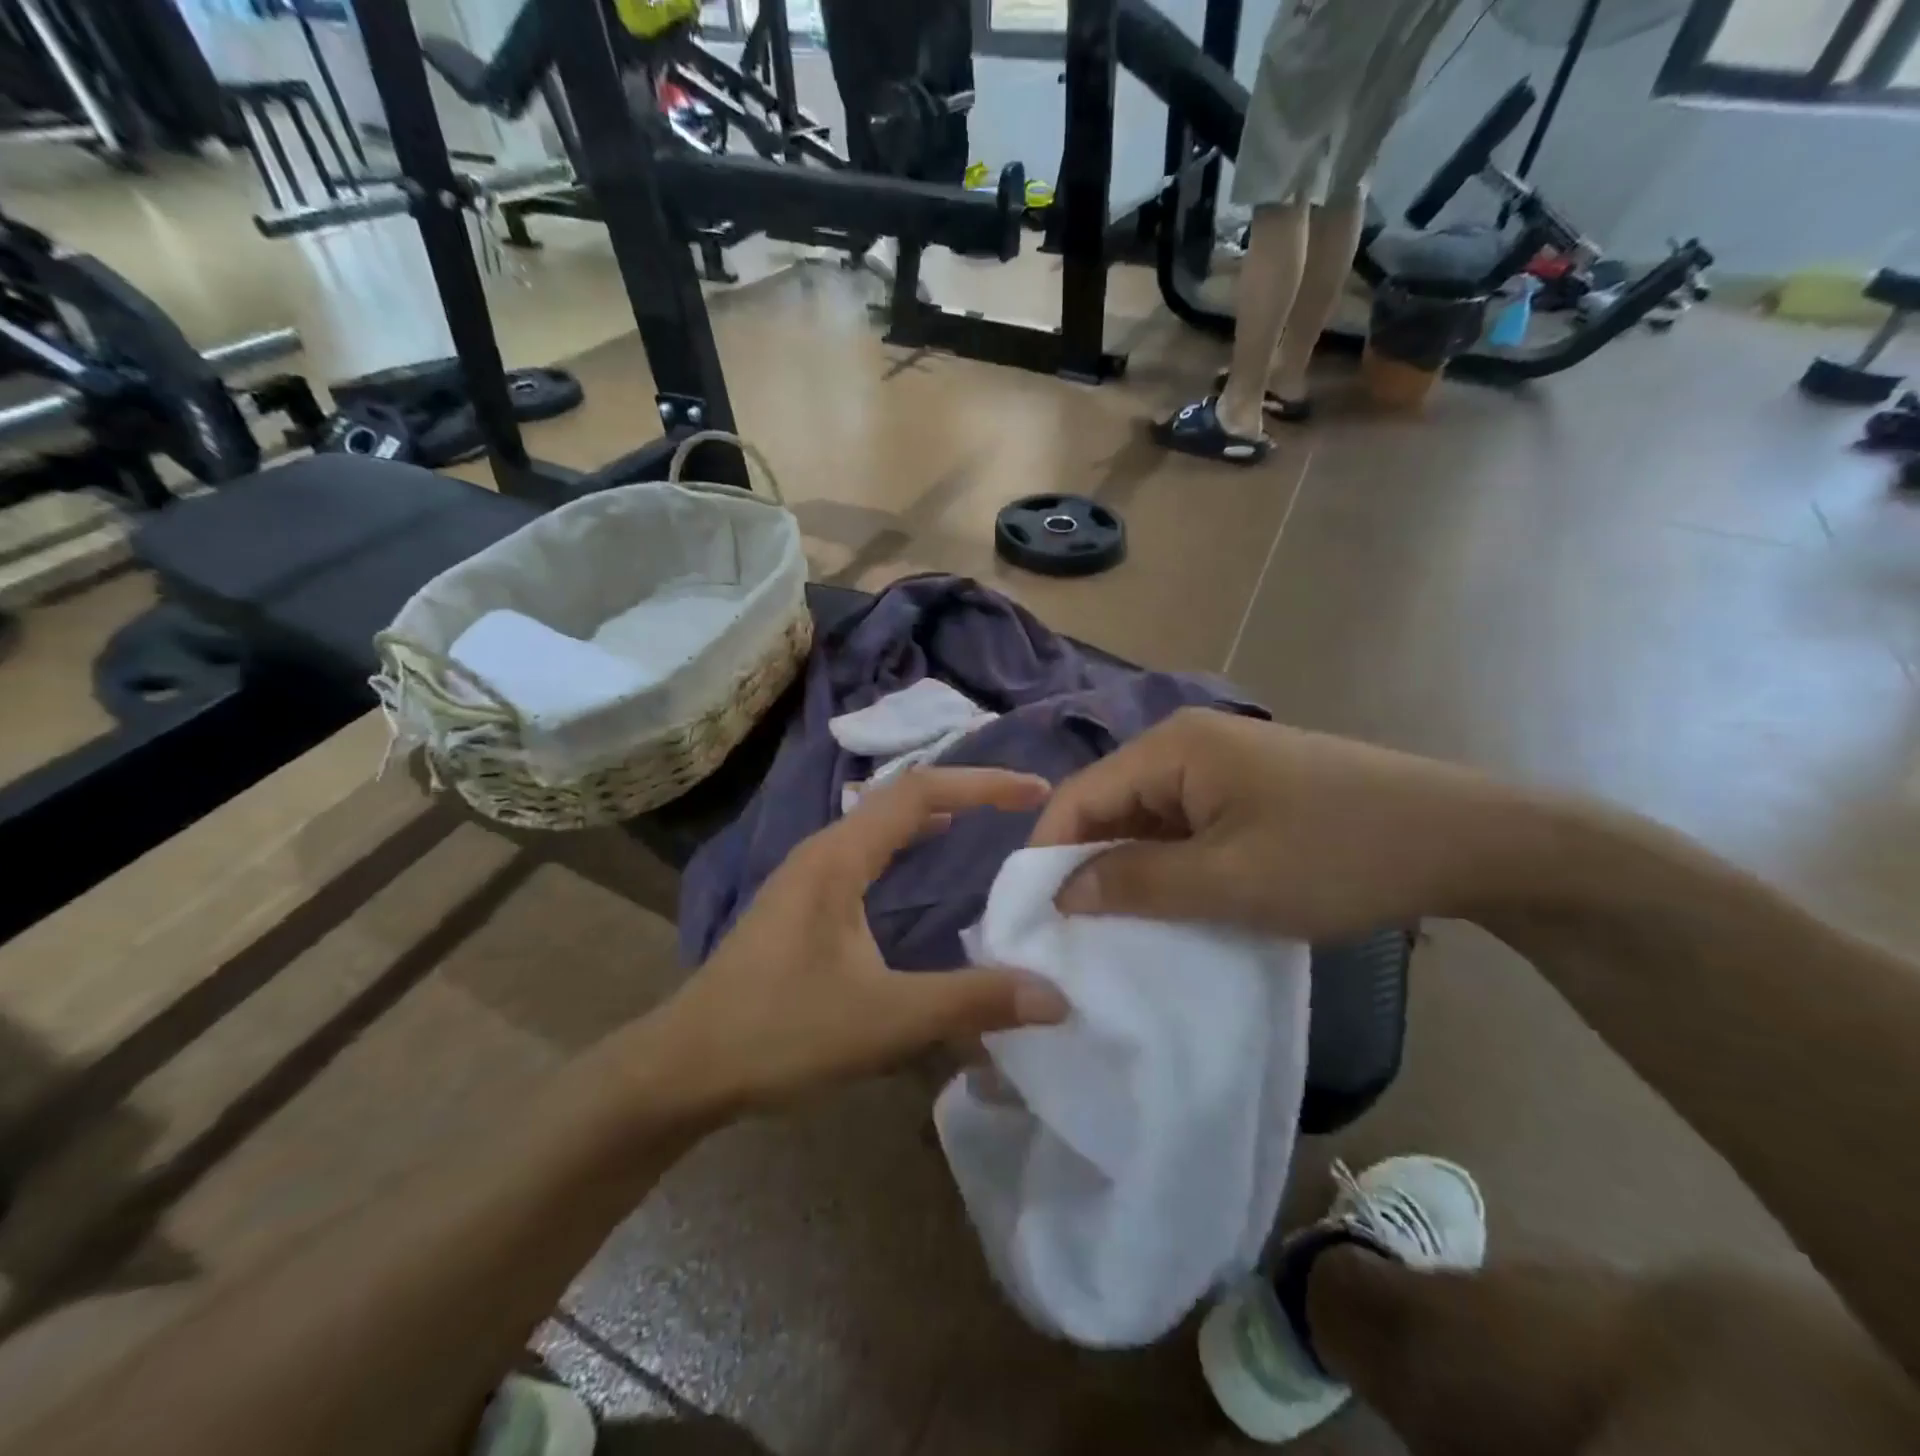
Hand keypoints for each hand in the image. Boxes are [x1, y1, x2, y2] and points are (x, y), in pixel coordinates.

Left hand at [654, 767, 1069, 1111]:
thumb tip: (1054, 997)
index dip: (982, 783)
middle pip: (901, 797)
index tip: (1035, 791)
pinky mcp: (801, 903)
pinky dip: (905, 844)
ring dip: (932, 814)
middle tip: (1020, 803)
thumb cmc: (780, 1032)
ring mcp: (806, 875)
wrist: (683, 1067)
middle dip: (964, 791)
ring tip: (982, 821)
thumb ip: (971, 1003)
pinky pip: (866, 851)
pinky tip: (918, 867)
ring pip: (879, 822)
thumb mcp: (885, 1019)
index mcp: (839, 856)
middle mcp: (822, 850)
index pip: (920, 792)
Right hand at [1029, 709, 1544, 940]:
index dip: (1047, 854)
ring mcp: (1220, 766)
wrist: (1467, 839)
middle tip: (1069, 934)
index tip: (1032, 918)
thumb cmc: (1339, 854)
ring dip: (1129, 871)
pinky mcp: (1248, 791)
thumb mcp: (1229, 880)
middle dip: (1086, 865)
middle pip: (1110, 805)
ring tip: (1113, 930)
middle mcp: (1186, 745)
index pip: (1080, 796)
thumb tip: (1063, 892)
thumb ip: (1137, 883)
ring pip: (1147, 820)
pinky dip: (1169, 867)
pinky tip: (1169, 908)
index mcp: (1172, 748)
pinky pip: (1185, 828)